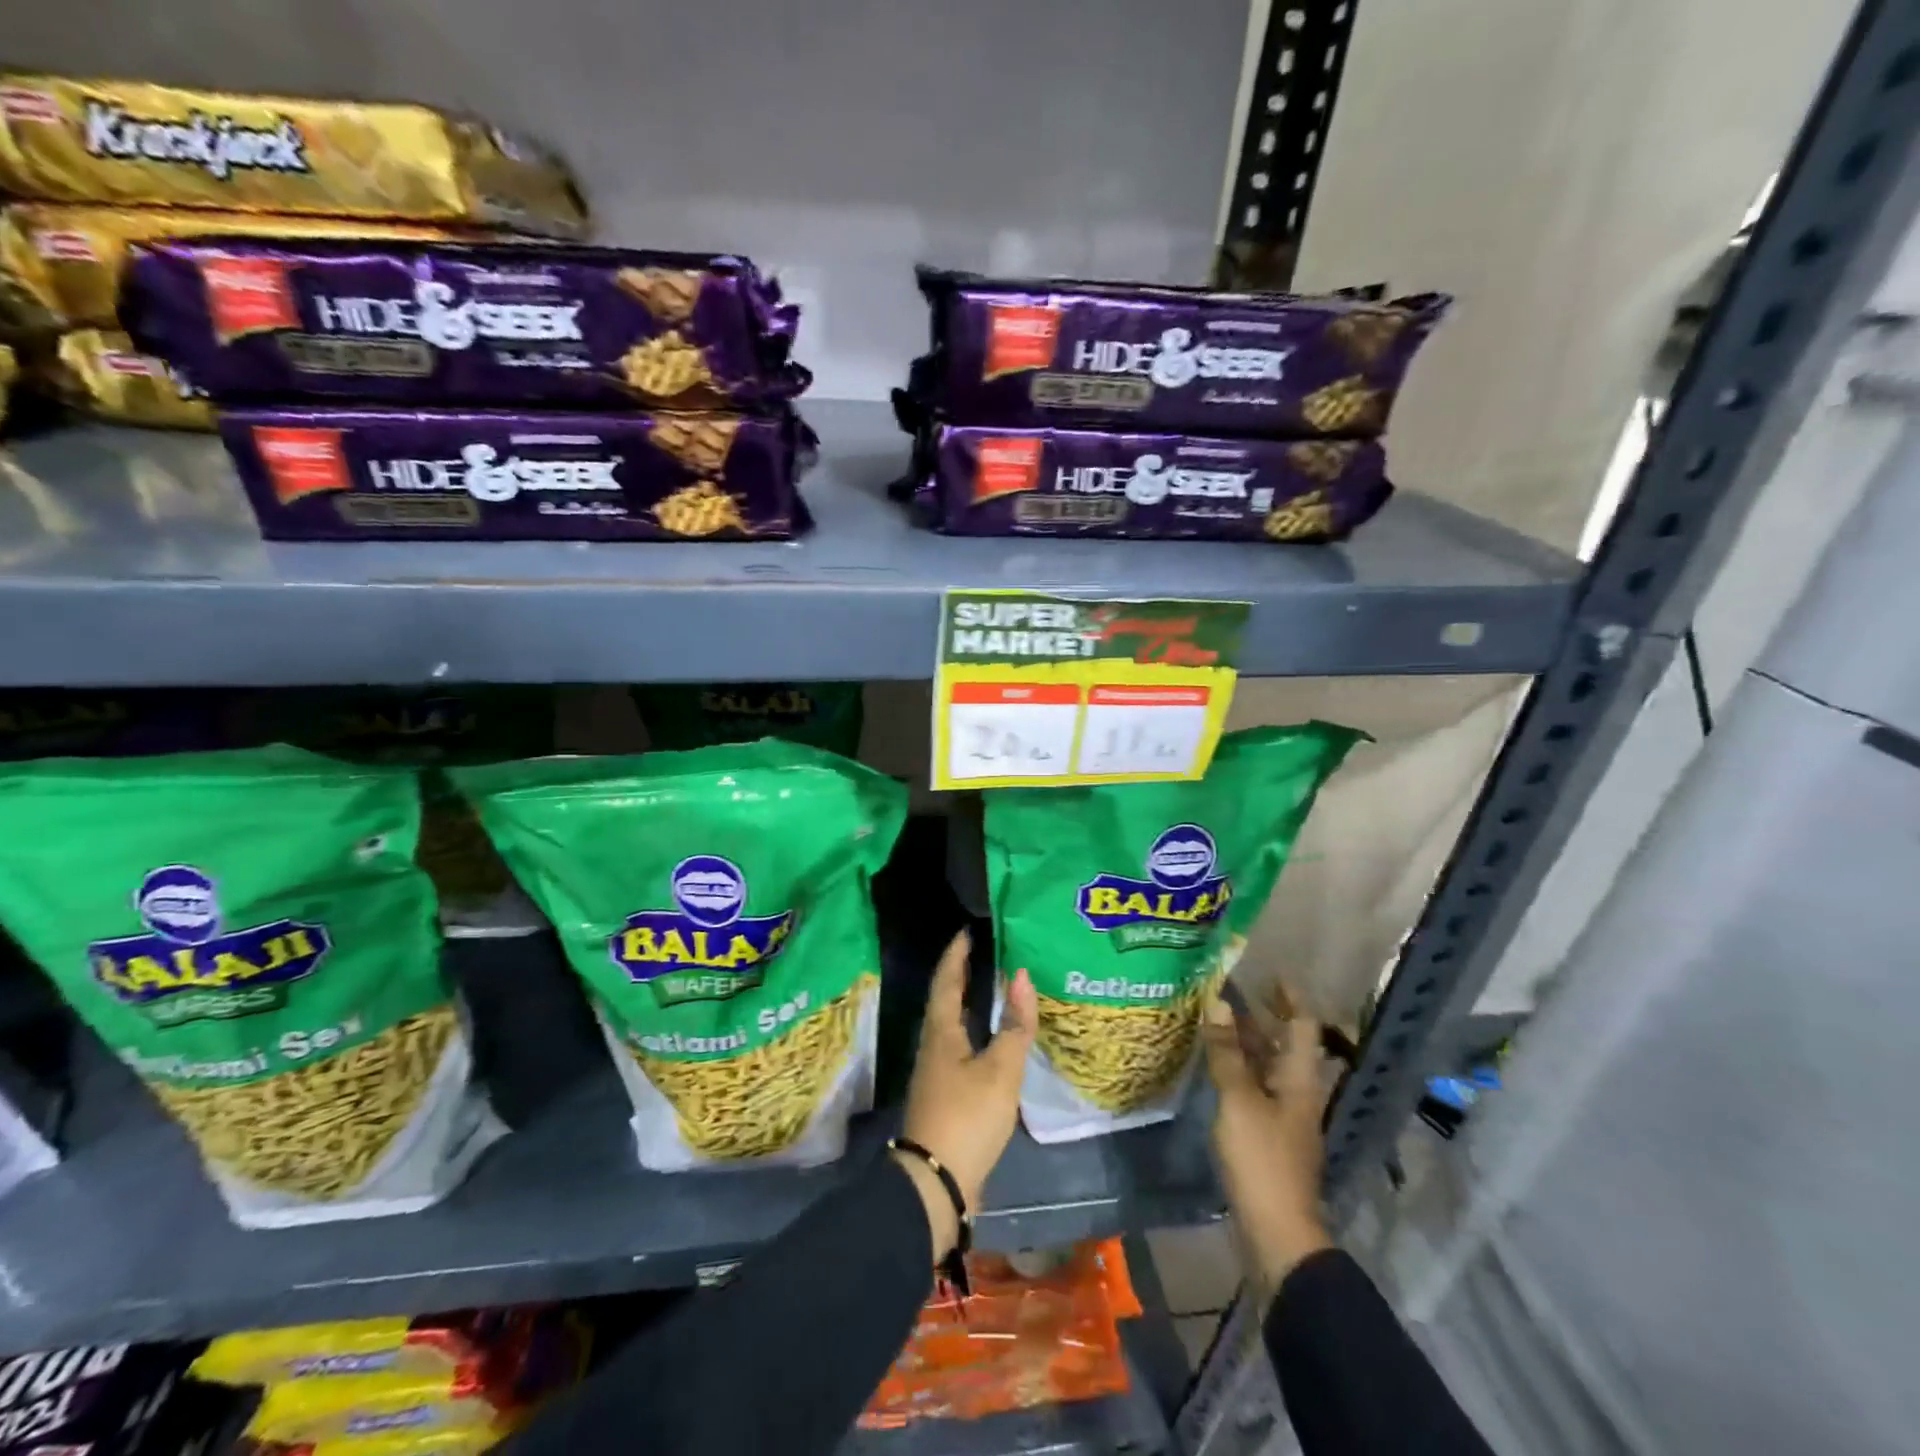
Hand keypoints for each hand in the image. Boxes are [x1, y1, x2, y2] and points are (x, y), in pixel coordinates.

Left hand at [894, 929, 1036, 1258]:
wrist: (936, 1184)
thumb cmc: (967, 1117)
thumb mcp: (1000, 1070)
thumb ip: (1014, 1024)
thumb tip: (1020, 974)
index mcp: (941, 1031)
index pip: (946, 980)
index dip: (956, 954)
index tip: (968, 931)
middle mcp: (933, 1044)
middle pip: (945, 999)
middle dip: (962, 974)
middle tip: (983, 952)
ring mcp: (937, 1071)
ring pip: (952, 1023)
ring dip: (968, 1002)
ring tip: (992, 987)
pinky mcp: (946, 1093)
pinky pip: (959, 1046)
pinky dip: (975, 1030)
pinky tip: (992, 1039)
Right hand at [1201, 992, 1334, 1286]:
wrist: (1276, 1232)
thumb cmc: (1262, 1159)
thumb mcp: (1239, 1099)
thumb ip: (1227, 1051)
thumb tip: (1220, 1002)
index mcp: (1300, 1079)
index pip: (1303, 1025)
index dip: (1289, 997)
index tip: (1268, 972)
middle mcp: (1297, 1092)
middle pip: (1284, 1044)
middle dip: (1262, 1015)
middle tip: (1230, 988)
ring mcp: (1283, 1116)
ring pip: (1267, 1066)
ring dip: (1246, 1041)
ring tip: (1214, 1017)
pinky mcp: (1267, 1136)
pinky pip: (1254, 1087)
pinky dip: (1237, 1068)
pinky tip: (1212, 1064)